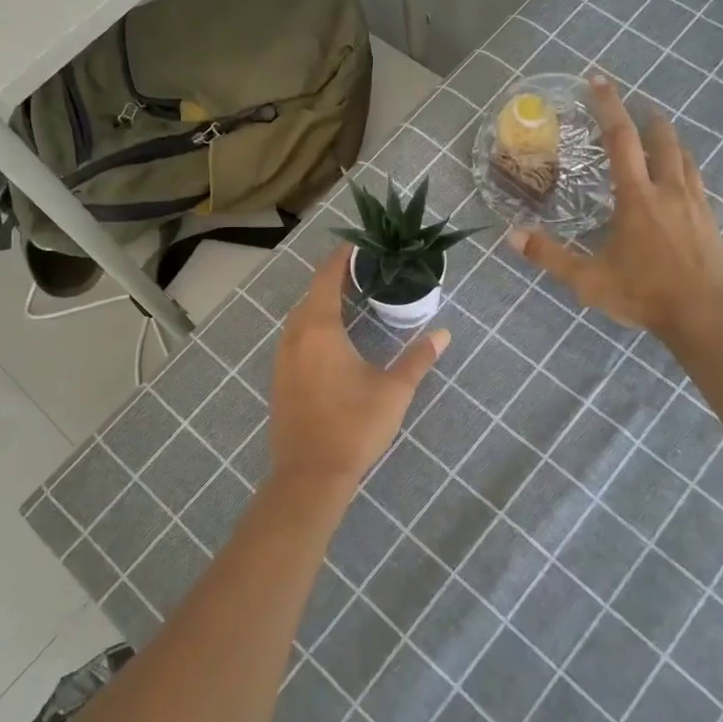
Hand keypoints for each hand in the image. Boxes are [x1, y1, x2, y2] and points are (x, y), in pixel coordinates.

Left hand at [267, 249, 449, 502]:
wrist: (310, 475)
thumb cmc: (354, 426)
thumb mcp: (394, 391)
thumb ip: (418, 358)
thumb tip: (442, 333)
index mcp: (319, 330)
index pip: (326, 279)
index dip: (341, 259)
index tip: (358, 245)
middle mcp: (295, 337)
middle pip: (311, 296)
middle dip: (333, 281)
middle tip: (364, 275)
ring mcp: (282, 360)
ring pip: (299, 320)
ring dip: (320, 306)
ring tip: (350, 304)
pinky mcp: (279, 381)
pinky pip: (294, 340)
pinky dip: (311, 329)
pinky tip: (332, 342)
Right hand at [508, 75, 722, 344]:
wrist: (706, 316)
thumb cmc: (644, 294)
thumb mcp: (589, 280)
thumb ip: (550, 256)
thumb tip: (512, 236)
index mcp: (637, 198)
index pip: (621, 140)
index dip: (609, 107)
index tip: (599, 81)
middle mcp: (668, 190)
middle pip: (662, 140)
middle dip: (647, 119)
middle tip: (636, 109)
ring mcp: (695, 204)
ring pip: (685, 158)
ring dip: (670, 141)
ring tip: (659, 137)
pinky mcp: (711, 220)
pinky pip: (697, 182)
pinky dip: (685, 168)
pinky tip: (681, 181)